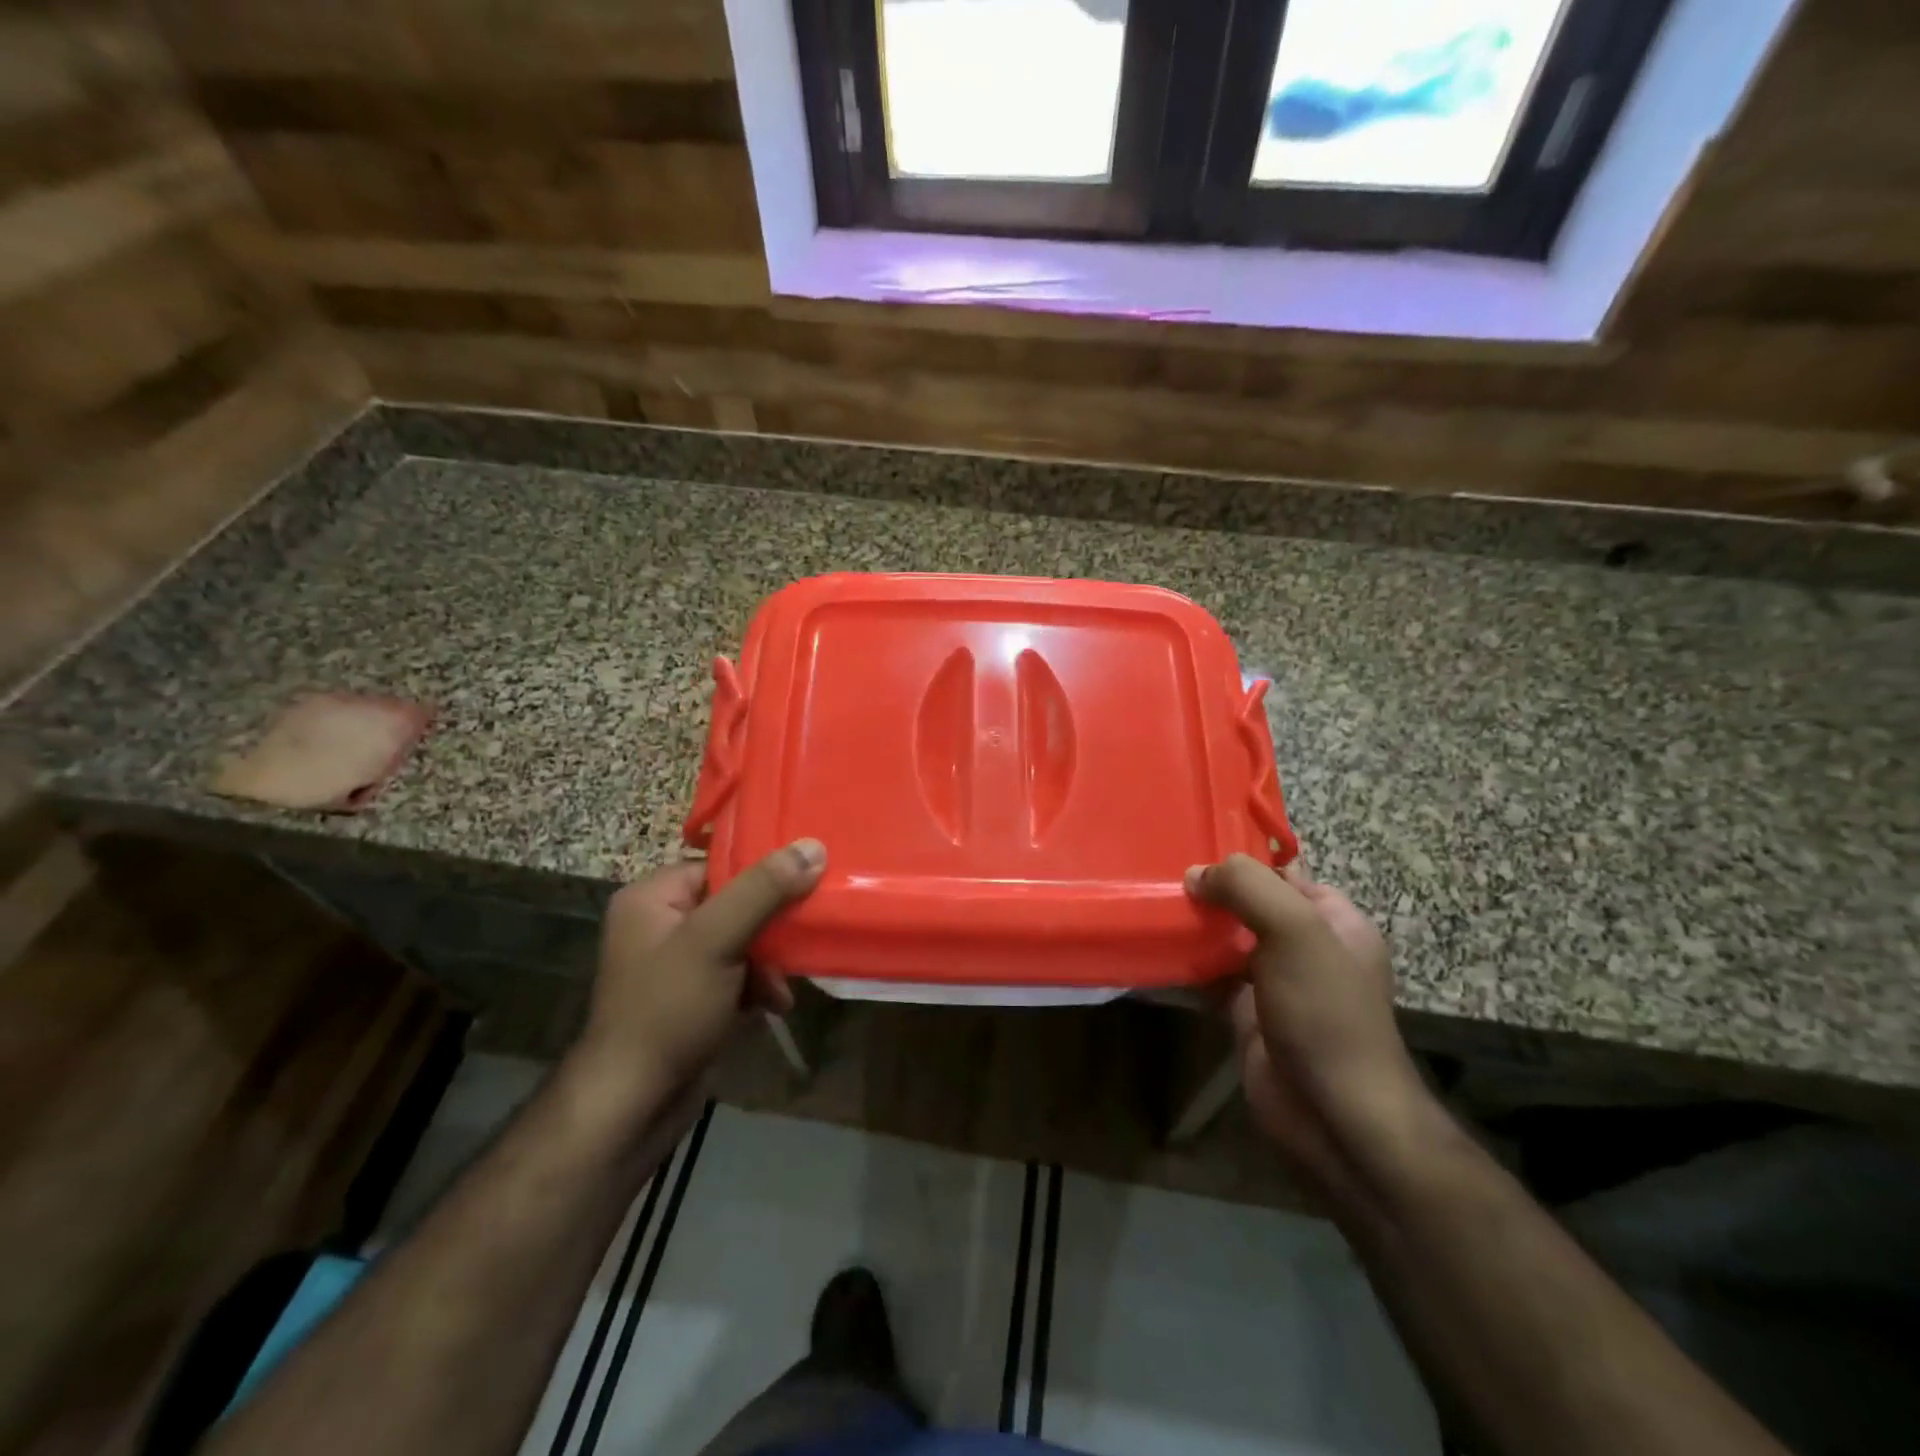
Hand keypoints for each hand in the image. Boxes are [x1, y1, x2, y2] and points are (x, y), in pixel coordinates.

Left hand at [567, 840, 825, 1118]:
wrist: (633, 1105)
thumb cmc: (668, 1009)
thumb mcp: (717, 940)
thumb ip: (764, 890)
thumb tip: (813, 846)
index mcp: (652, 898)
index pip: (719, 865)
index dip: (763, 874)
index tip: (806, 884)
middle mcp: (659, 924)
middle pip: (735, 903)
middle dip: (770, 928)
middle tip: (799, 941)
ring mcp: (675, 964)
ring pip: (740, 940)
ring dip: (768, 962)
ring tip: (782, 987)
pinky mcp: (690, 997)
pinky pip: (734, 972)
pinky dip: (756, 985)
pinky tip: (773, 1005)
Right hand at [1186, 856, 1432, 1203]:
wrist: (1332, 1114)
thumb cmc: (1324, 1011)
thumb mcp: (1296, 930)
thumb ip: (1248, 887)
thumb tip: (1195, 874)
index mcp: (1334, 921)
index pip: (1285, 873)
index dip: (1244, 858)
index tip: (1193, 842)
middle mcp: (1305, 947)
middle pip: (1251, 905)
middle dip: (1211, 890)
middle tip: (1160, 871)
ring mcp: (1274, 983)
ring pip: (1227, 940)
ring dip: (1195, 926)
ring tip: (1149, 901)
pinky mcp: (1246, 1015)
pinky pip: (1211, 977)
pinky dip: (1186, 965)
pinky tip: (1154, 948)